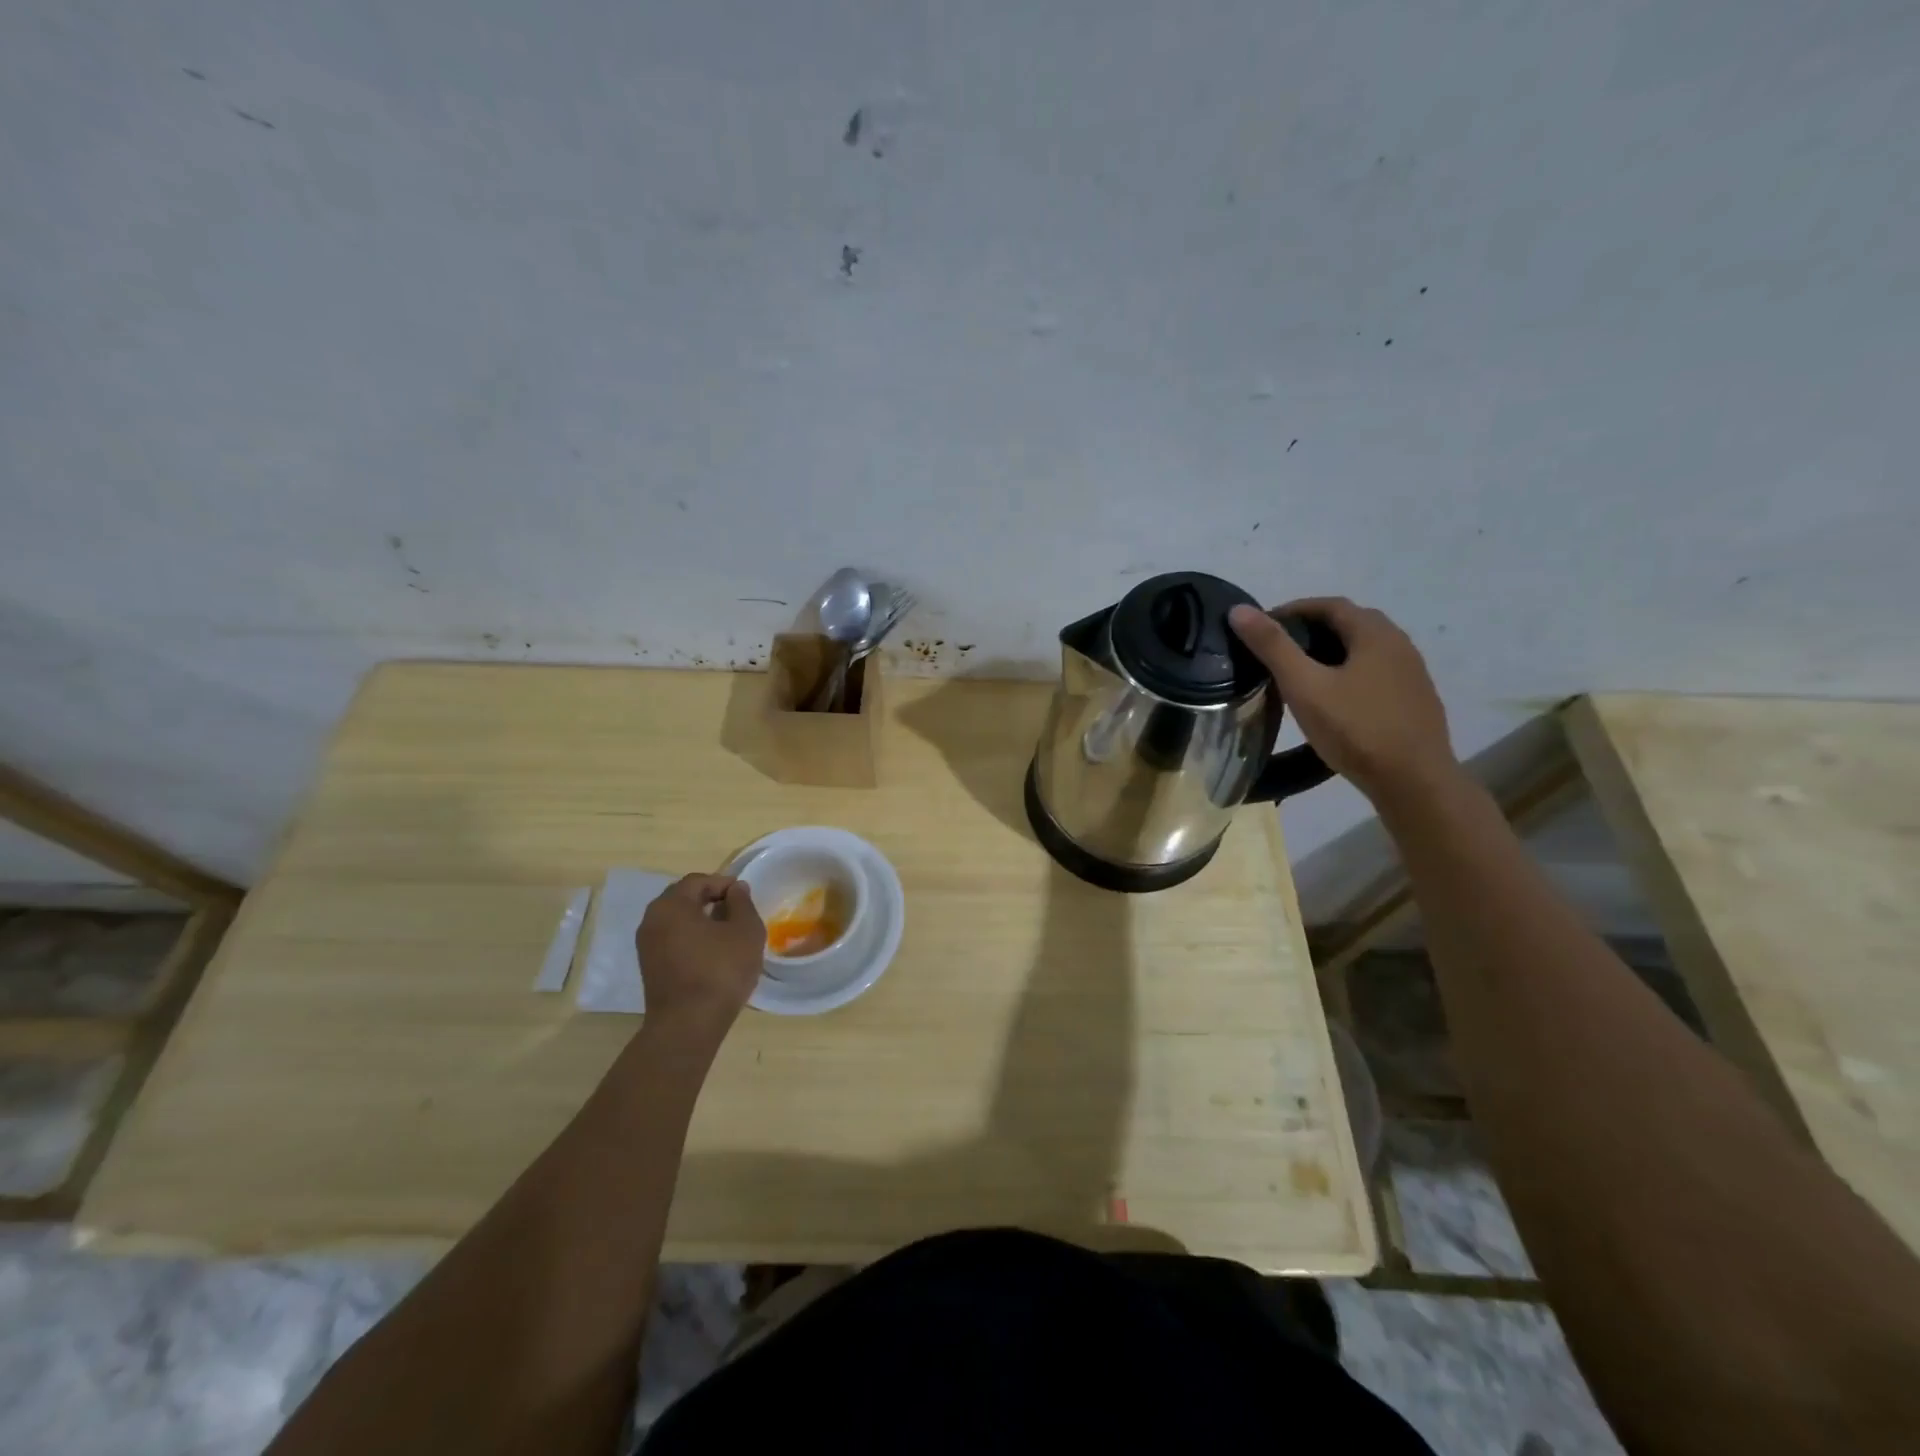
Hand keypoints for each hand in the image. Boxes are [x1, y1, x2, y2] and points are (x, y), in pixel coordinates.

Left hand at [635, 874, 764, 1041]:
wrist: (688, 1025)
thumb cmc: (720, 970)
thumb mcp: (745, 931)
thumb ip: (742, 903)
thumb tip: (736, 889)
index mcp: (671, 905)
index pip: (698, 881)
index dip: (724, 883)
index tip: (745, 896)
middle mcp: (652, 919)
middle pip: (683, 898)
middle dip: (711, 899)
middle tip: (737, 911)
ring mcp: (646, 945)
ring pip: (677, 920)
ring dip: (701, 920)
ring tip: (728, 933)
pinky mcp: (649, 967)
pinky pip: (672, 939)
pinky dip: (691, 938)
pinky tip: (712, 953)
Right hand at [1228, 597, 1457, 806]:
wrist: (1414, 782)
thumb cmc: (1355, 729)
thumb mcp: (1304, 686)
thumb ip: (1272, 647)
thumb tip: (1239, 610)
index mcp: (1375, 634)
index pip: (1330, 605)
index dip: (1294, 610)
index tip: (1263, 627)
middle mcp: (1399, 644)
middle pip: (1351, 624)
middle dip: (1313, 629)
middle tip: (1279, 650)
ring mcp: (1412, 674)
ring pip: (1365, 650)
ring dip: (1332, 652)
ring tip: (1302, 675)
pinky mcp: (1415, 701)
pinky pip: (1376, 674)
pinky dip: (1349, 674)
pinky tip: (1334, 700)